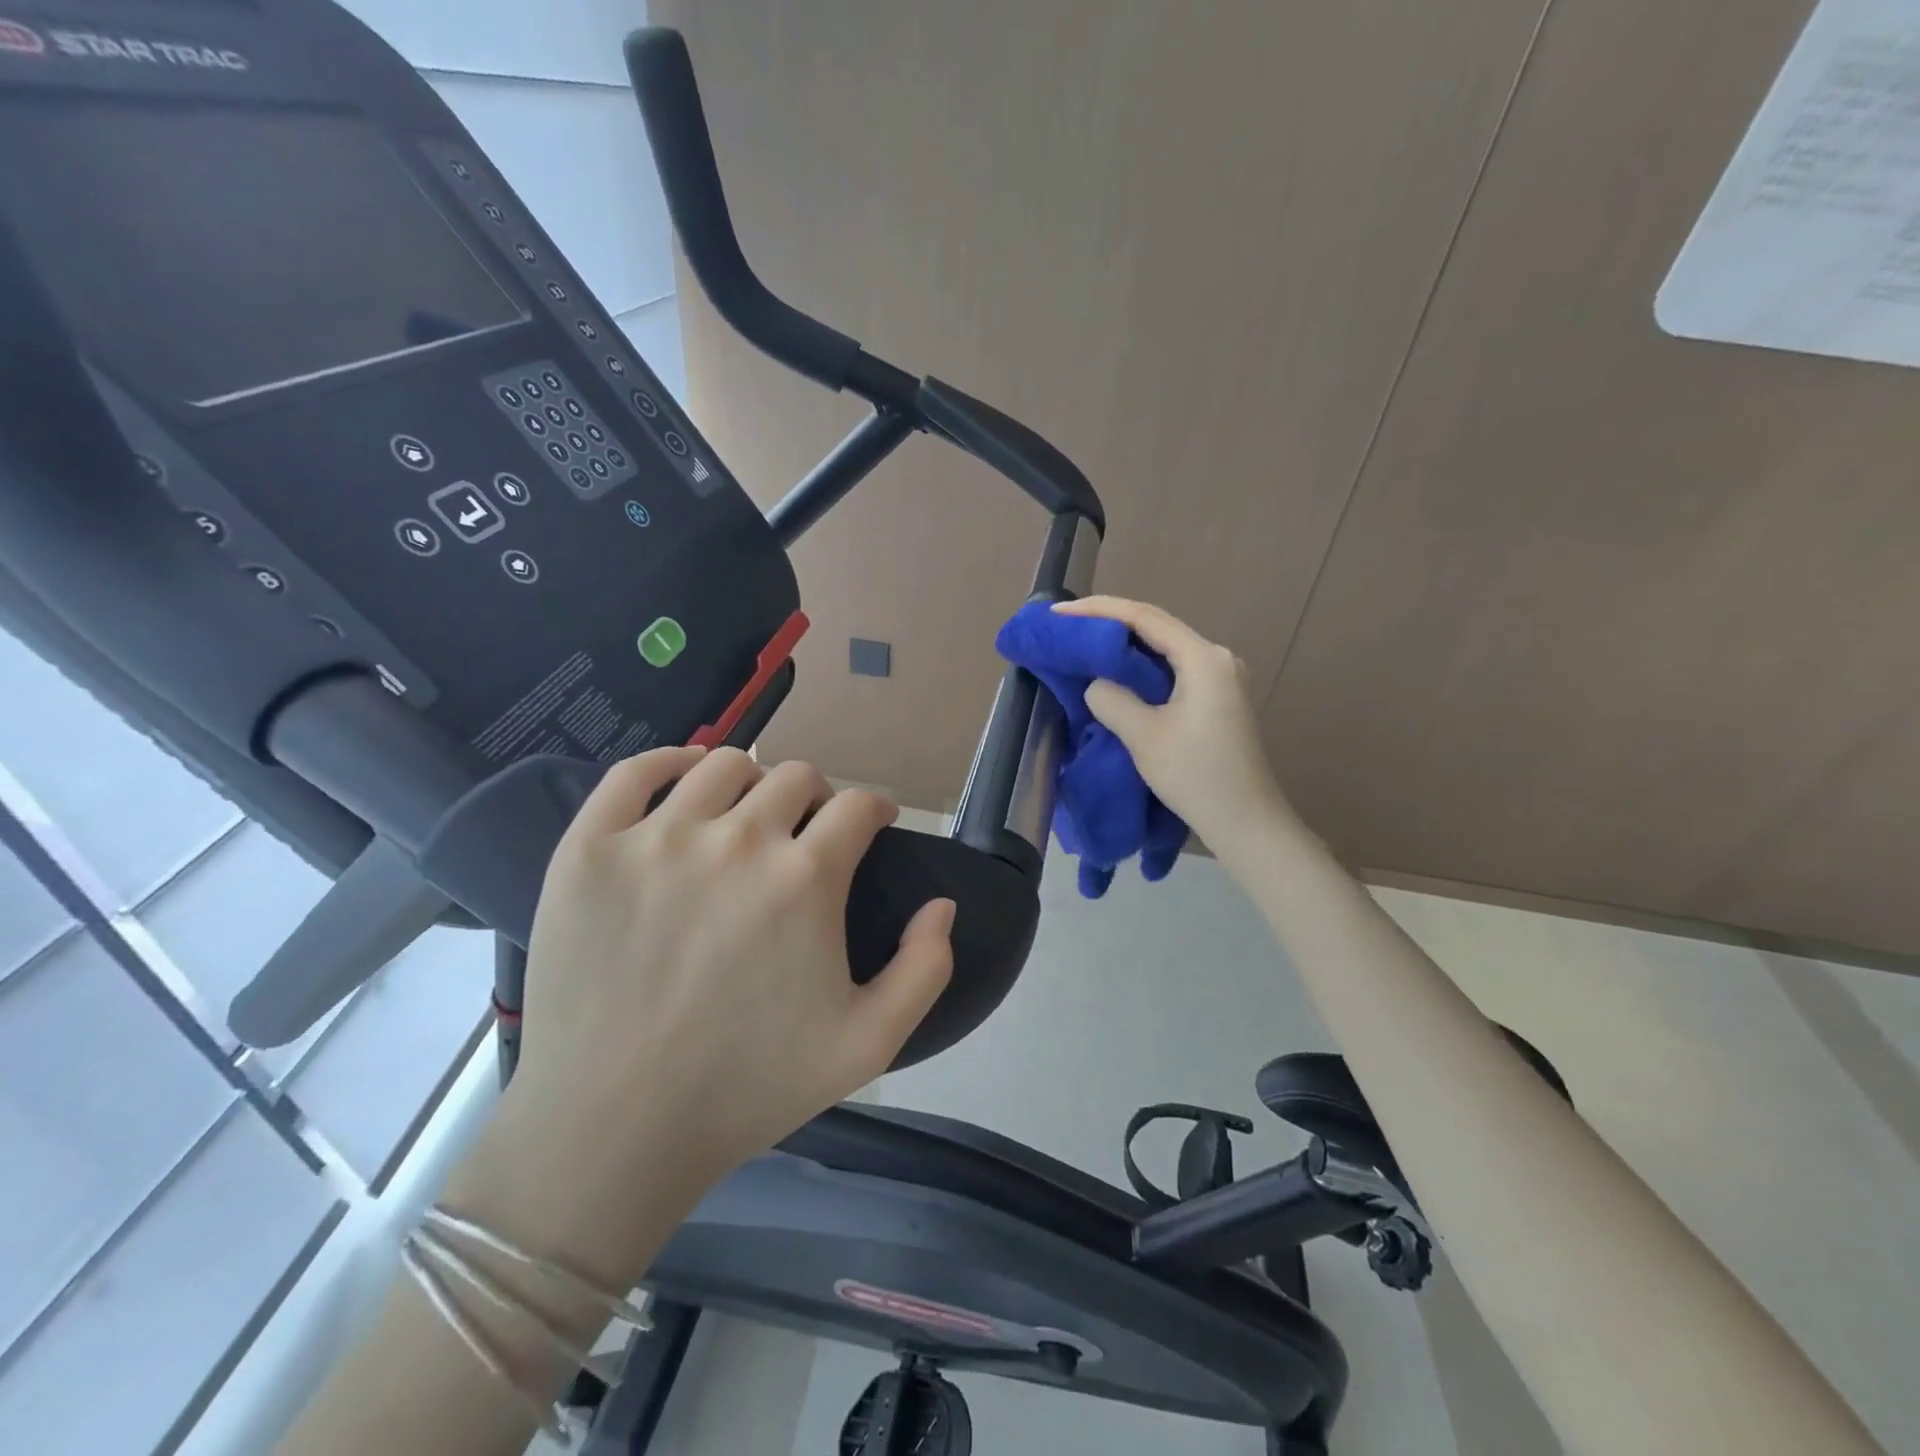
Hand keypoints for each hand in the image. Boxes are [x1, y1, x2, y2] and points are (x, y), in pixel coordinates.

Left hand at [516, 746, 954, 1184]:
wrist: (613, 1130)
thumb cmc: (748, 1088)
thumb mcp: (869, 1044)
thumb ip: (926, 968)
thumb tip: (942, 905)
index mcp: (806, 877)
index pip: (858, 804)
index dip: (875, 809)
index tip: (872, 826)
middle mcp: (737, 838)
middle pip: (796, 776)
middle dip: (818, 798)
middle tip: (808, 833)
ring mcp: (657, 837)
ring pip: (724, 764)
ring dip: (753, 782)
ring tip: (747, 815)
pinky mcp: (591, 848)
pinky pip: (634, 771)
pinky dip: (668, 762)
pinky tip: (684, 781)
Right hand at [1052, 596, 1296, 854]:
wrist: (1247, 823)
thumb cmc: (1197, 777)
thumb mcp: (1144, 736)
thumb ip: (1112, 699)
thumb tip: (1096, 684)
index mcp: (1204, 658)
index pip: (1144, 618)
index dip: (1098, 610)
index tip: (1059, 612)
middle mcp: (1217, 658)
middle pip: (1156, 627)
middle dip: (1109, 624)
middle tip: (1066, 627)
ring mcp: (1221, 678)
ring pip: (1164, 649)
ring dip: (1124, 647)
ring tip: (1083, 646)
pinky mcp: (1218, 699)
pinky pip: (1173, 670)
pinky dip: (1141, 669)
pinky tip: (1117, 675)